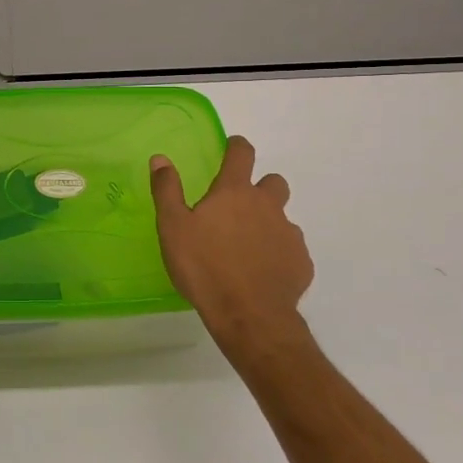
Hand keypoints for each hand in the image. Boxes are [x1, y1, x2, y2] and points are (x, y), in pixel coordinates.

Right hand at [151, 137, 315, 366]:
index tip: (231, 148)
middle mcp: (267, 205)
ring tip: (247, 246)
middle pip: (273, 182)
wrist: (249, 315)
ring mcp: (288, 233)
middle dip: (260, 187)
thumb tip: (161, 158)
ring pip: (282, 218)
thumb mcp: (173, 227)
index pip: (242, 153)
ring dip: (268, 223)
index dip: (237, 147)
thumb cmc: (204, 267)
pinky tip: (262, 272)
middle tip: (239, 207)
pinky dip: (278, 253)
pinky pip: (291, 248)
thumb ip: (167, 190)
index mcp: (235, 192)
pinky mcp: (301, 262)